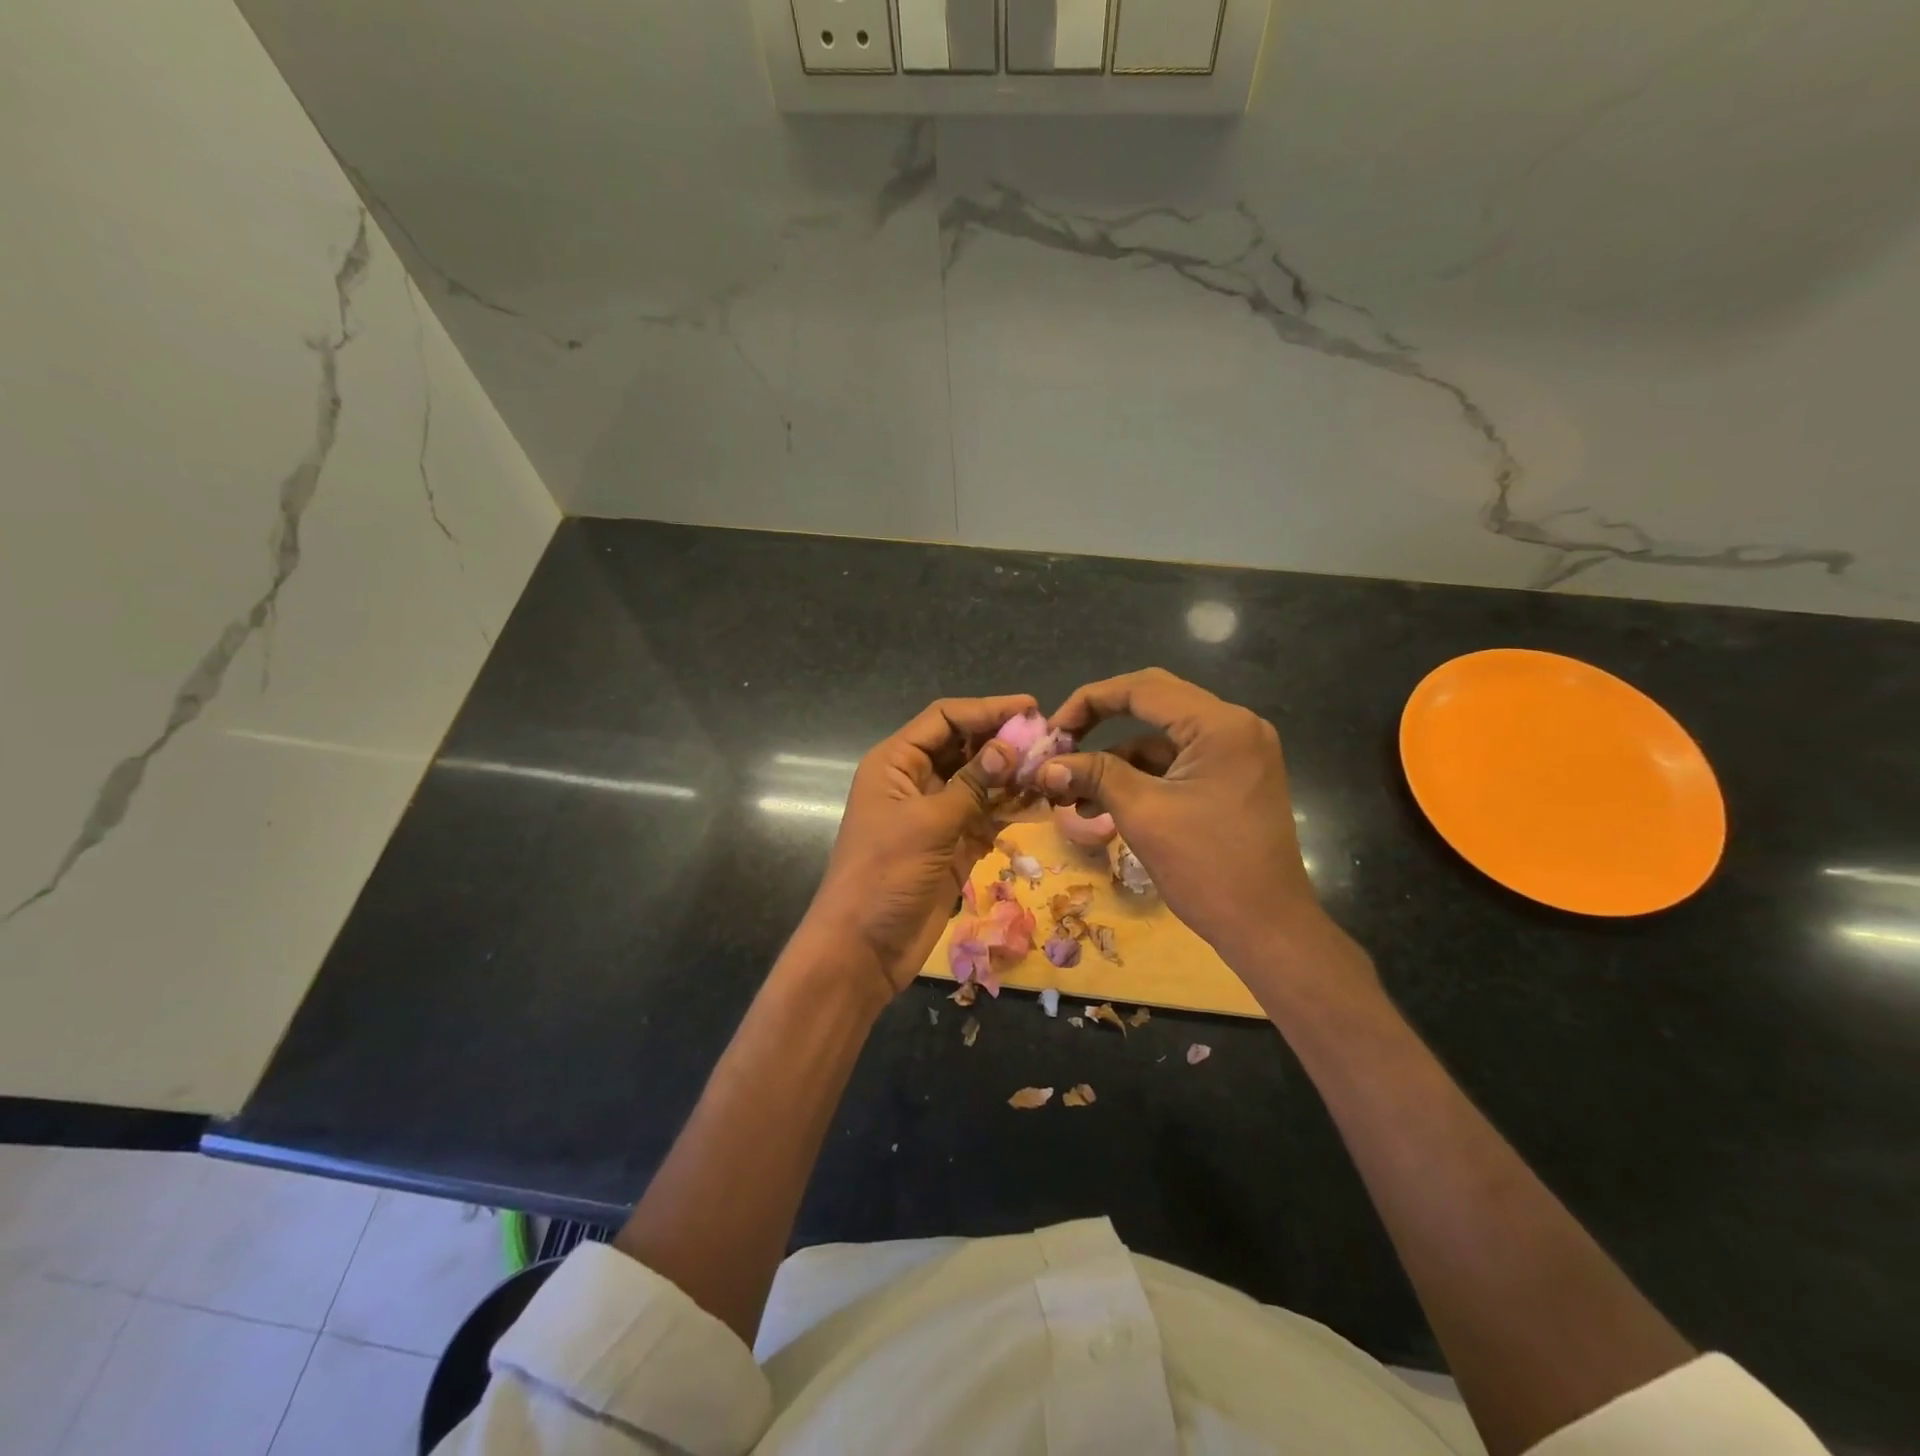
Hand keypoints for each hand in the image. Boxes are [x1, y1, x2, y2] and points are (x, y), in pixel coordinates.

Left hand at [803, 695, 1031, 1001]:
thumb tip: (1009, 746)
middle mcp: (915, 781)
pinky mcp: (952, 845)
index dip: (987, 709)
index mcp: (896, 763)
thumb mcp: (928, 824)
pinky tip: (1041, 804)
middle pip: (965, 747)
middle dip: (1004, 742)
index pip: (945, 719)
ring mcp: (935, 814)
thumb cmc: (884, 876)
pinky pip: (985, 816)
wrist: (862, 950)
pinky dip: (1010, 809)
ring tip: (1054, 770)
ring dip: (1012, 776)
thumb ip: (971, 784)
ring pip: (979, 782)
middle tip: (1051, 742)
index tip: (1032, 709)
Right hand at [1042, 669, 1353, 979]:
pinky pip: (1174, 763)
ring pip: (1160, 737)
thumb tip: (1045, 766)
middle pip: (1152, 703)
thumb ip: (1095, 776)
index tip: (1052, 730)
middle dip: (1099, 723)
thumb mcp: (1143, 815)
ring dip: (1114, 759)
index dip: (1089, 701)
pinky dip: (1138, 778)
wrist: (1268, 929)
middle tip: (1060, 746)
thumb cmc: (1208, 868)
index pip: (1142, 688)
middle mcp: (1234, 726)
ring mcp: (1235, 752)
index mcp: (1220, 724)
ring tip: (1070, 792)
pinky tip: (1100, 806)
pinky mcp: (1230, 778)